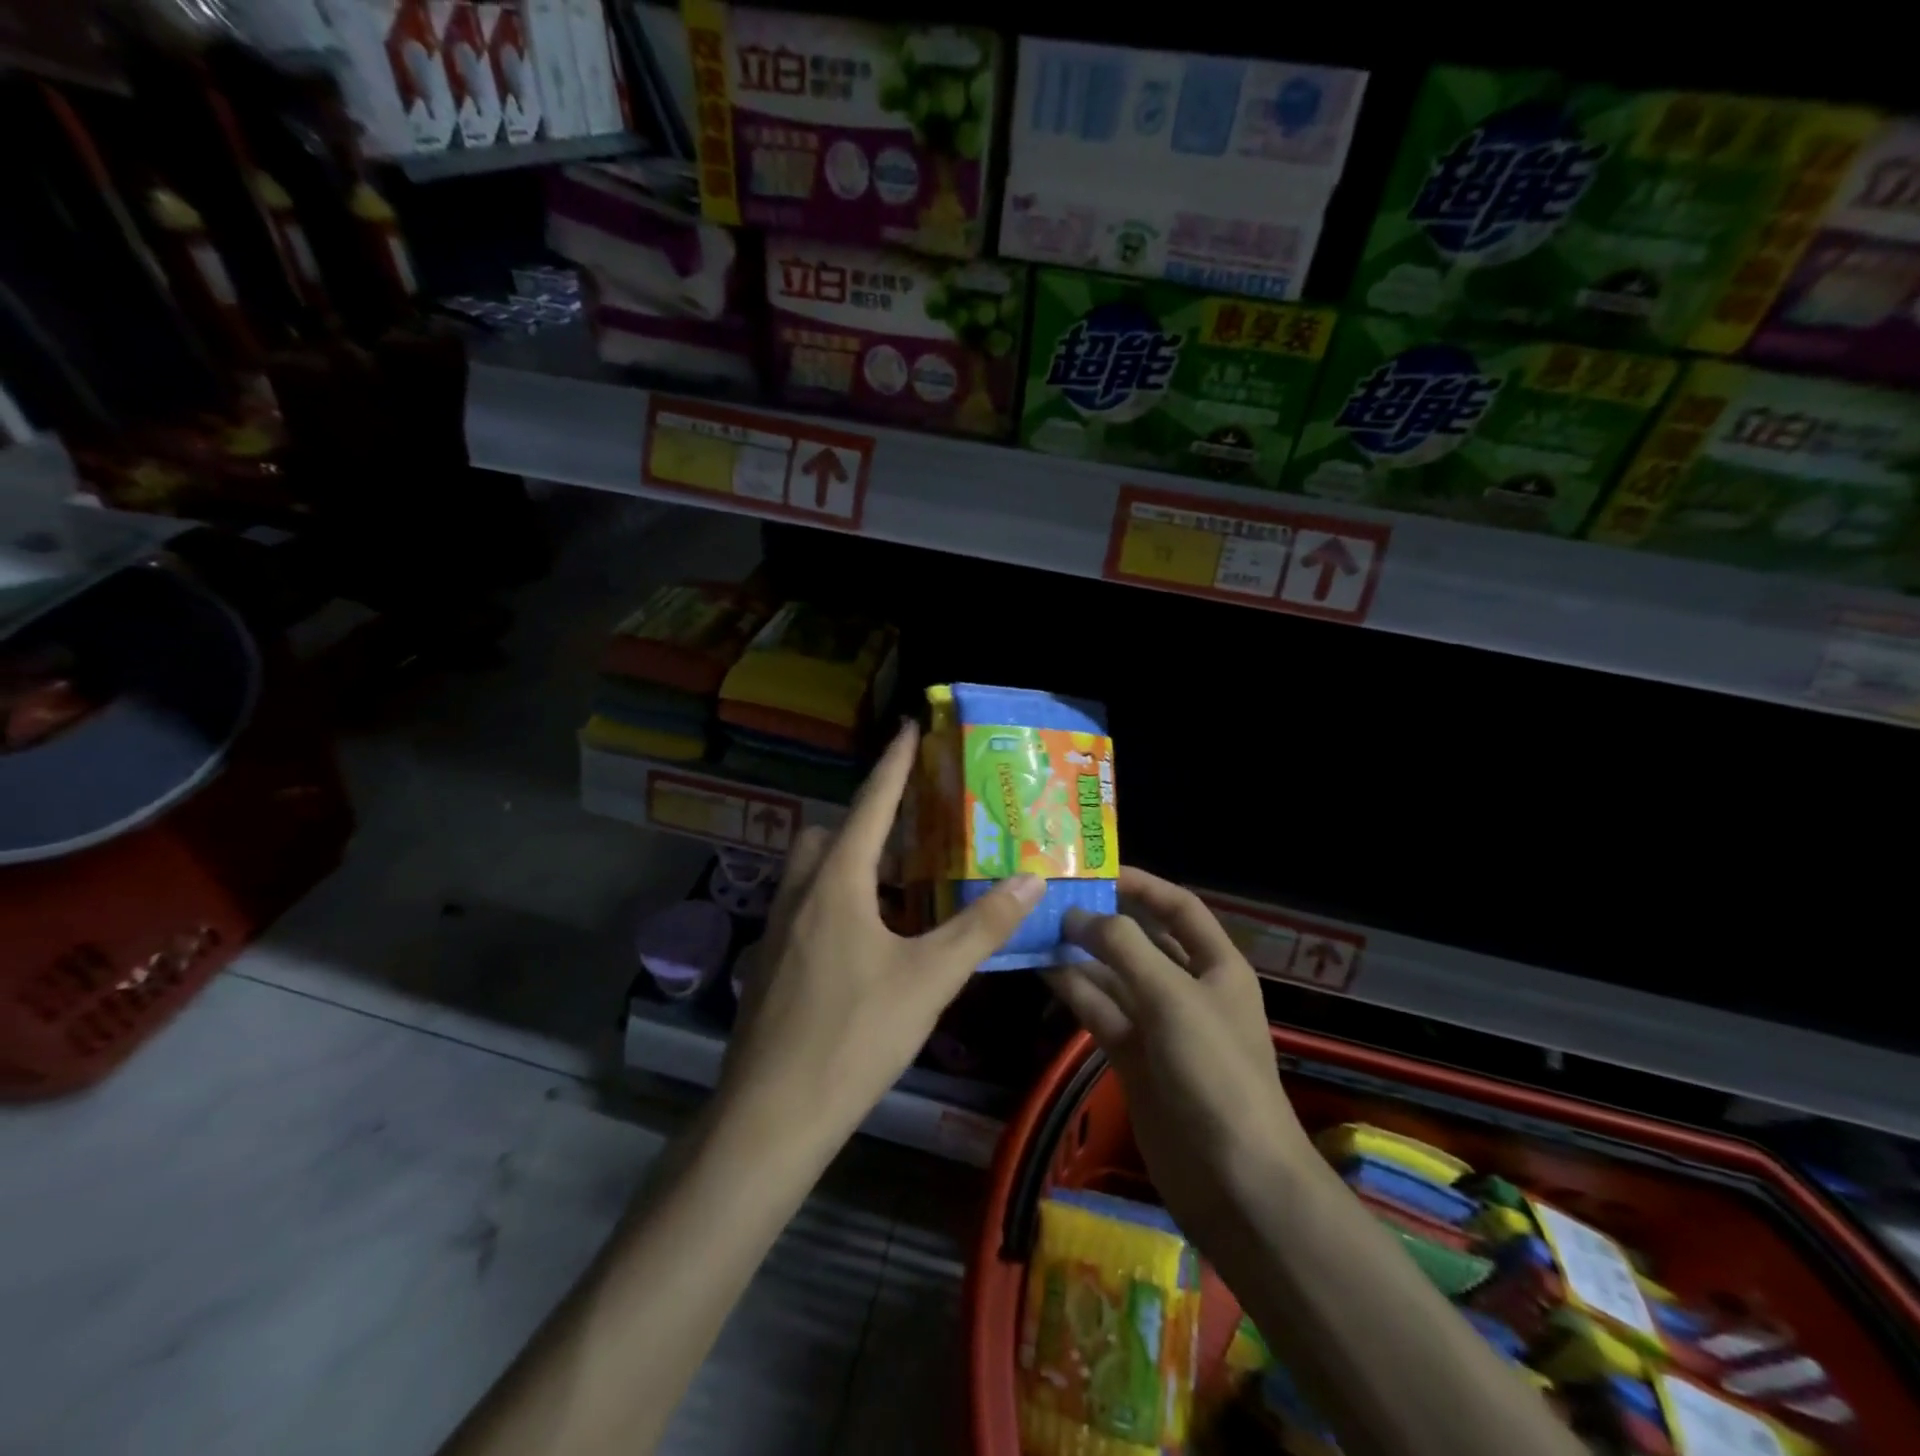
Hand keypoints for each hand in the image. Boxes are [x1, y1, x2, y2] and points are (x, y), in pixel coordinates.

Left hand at [718, 723, 1043, 1159]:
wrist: (771, 1117)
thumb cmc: (853, 1037)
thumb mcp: (929, 979)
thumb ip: (981, 927)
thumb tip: (1031, 880)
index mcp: (836, 882)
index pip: (871, 804)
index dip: (894, 763)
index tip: (909, 726)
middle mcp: (799, 893)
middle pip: (831, 833)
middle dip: (869, 820)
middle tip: (915, 831)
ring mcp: (778, 930)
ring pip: (813, 872)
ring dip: (852, 863)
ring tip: (901, 883)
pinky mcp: (771, 964)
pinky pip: (807, 907)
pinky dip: (839, 900)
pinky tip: (871, 940)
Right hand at [1047, 869, 1317, 1255]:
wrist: (1234, 1181)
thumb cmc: (1214, 1073)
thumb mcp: (1172, 997)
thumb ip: (1124, 947)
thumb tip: (1078, 914)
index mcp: (1216, 966)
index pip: (1178, 908)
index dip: (1142, 884)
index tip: (1096, 869)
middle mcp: (1188, 989)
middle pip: (1141, 940)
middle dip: (1101, 919)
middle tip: (1051, 898)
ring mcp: (1159, 1026)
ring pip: (1114, 976)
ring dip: (1079, 955)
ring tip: (1034, 928)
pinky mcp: (1134, 1058)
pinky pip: (1101, 1012)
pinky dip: (1074, 992)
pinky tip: (1040, 971)